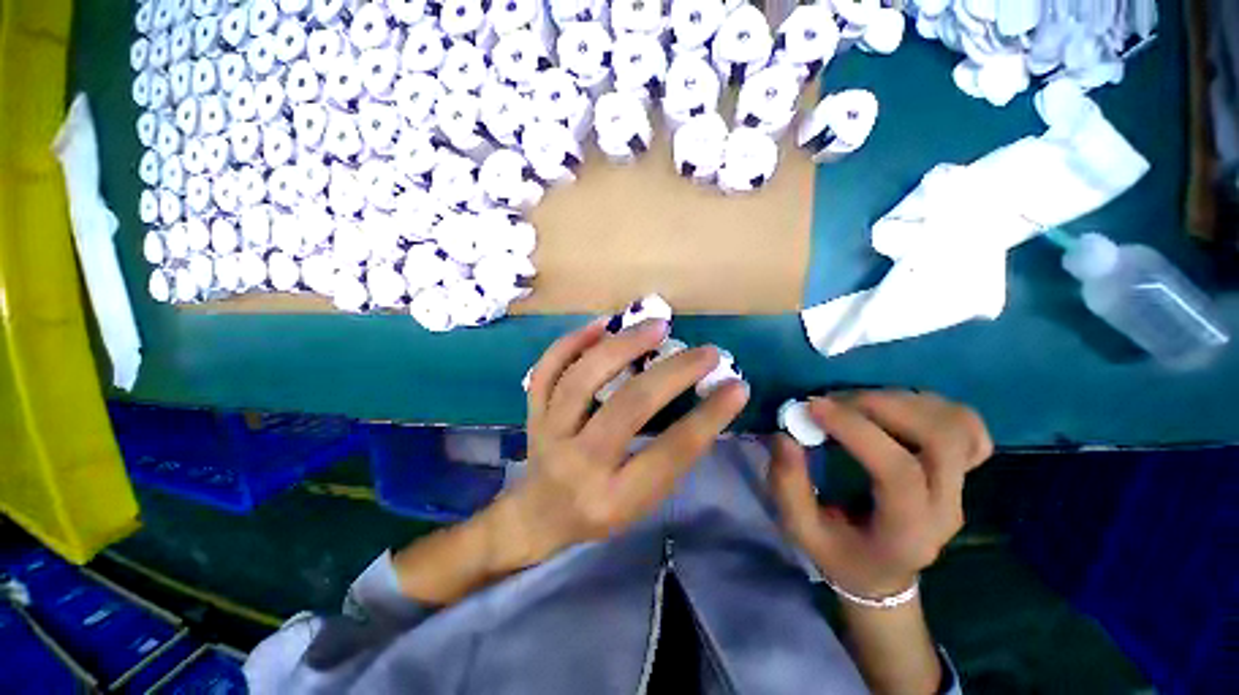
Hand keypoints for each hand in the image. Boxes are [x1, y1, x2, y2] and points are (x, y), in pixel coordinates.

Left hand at [491, 318, 749, 567]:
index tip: (737, 386)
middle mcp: (579, 464)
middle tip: (706, 352)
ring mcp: (549, 433)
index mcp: (614, 497)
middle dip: (674, 373)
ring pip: (583, 379)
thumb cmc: (599, 510)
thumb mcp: (642, 501)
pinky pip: (547, 370)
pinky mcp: (533, 412)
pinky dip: (573, 342)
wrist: (539, 515)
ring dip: (623, 346)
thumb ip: (670, 456)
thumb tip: (706, 402)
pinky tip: (602, 325)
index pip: (670, 452)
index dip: (709, 417)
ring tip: (657, 325)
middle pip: (628, 407)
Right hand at [768, 392, 991, 596]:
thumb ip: (788, 486)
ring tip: (854, 403)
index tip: (812, 407)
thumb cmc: (839, 553)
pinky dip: (930, 404)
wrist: (882, 572)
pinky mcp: (963, 467)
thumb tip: (785, 436)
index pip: (899, 473)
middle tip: (833, 401)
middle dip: (880, 406)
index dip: (856, 430)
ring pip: (954, 422)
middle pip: (939, 439)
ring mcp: (962, 485)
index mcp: (906, 533)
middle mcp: (946, 508)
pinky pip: (965, 422)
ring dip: (899, 400)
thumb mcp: (802, 530)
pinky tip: (893, 408)